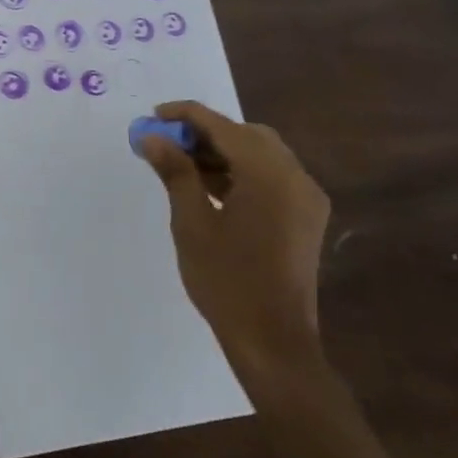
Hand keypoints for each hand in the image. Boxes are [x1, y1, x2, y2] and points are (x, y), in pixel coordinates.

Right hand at [135, 101, 330, 388]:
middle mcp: (295, 177)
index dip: (184, 116)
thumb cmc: (226, 280)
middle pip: (246, 134)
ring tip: (182, 165)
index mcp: (268, 174)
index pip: (222, 126)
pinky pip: (272, 176)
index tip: (152, 116)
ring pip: (261, 153)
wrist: (273, 342)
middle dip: (205, 132)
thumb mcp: (191, 222)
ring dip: (223, 151)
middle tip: (167, 143)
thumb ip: (175, 171)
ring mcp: (306, 198)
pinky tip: (212, 187)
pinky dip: (242, 171)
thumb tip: (152, 137)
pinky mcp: (306, 217)